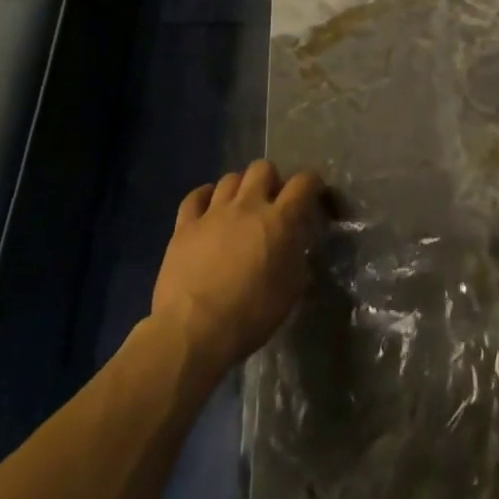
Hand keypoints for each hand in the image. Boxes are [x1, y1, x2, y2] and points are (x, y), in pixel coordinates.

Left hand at [151, 160, 326, 375]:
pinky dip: (204, 197)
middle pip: (263, 168)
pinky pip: (195, 196)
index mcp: (279, 220)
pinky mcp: (185, 225)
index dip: (312, 183)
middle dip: (271, 180)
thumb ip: (297, 257)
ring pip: (230, 178)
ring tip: (240, 208)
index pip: (303, 182)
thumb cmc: (250, 316)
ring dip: (240, 189)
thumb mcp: (290, 291)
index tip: (313, 195)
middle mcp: (248, 205)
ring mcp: (213, 212)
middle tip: (271, 203)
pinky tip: (208, 208)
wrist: (194, 330)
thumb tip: (296, 242)